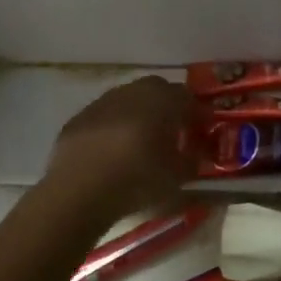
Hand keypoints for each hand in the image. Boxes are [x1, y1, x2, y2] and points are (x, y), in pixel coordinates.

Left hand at [43, 76, 197, 220]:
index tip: (200, 130)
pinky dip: (114, 126)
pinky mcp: (79, 117)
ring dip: (139, 113)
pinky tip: (112, 150)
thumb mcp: (177, 177)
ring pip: (129, 99)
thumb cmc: (137, 180)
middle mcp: (133, 92)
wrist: (79, 191)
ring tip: (141, 140)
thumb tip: (196, 154)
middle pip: (158, 89)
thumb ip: (192, 160)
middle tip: (172, 131)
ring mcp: (102, 102)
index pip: (188, 98)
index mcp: (162, 101)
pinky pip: (105, 115)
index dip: (197, 114)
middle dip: (168, 106)